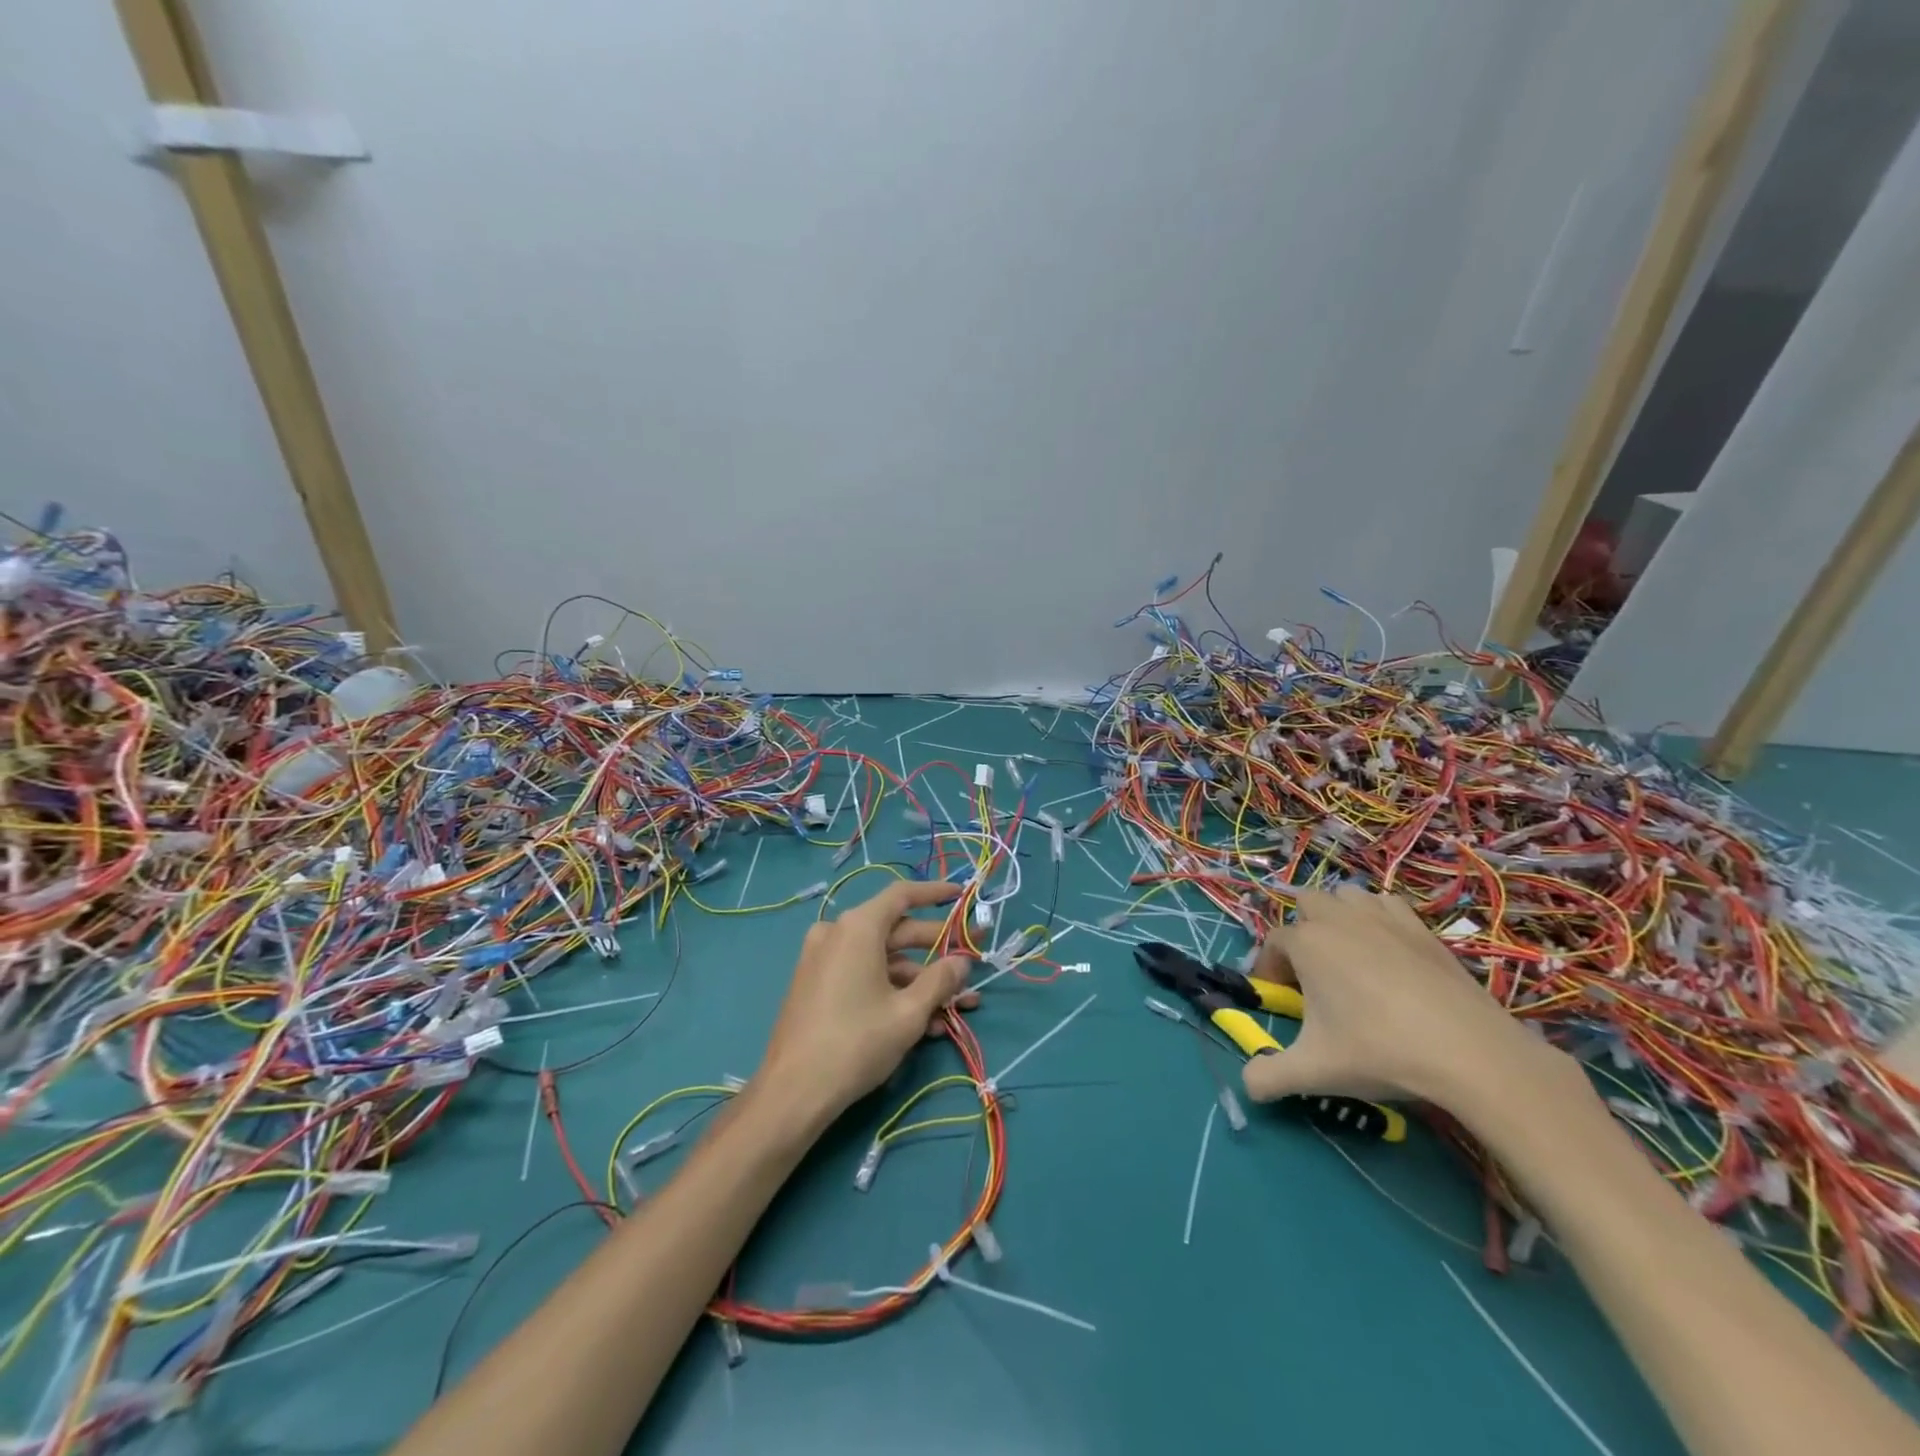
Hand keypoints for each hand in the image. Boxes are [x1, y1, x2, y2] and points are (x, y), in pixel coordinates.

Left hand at [755, 879, 978, 1124]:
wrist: (792, 1092)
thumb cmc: (856, 1043)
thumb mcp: (909, 1013)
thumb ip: (940, 980)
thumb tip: (962, 961)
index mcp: (857, 928)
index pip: (902, 895)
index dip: (935, 893)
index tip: (961, 895)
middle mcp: (837, 933)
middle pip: (896, 931)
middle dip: (937, 950)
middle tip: (971, 961)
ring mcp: (823, 959)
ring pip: (882, 960)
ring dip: (920, 981)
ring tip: (956, 1007)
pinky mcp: (817, 985)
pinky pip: (863, 975)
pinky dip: (893, 991)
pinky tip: (925, 1022)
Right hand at [1241, 885, 1550, 1111]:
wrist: (1469, 1052)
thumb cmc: (1379, 1051)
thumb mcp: (1314, 1072)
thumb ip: (1268, 1077)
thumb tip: (1247, 1087)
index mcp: (1306, 943)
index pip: (1273, 944)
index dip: (1270, 969)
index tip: (1281, 1000)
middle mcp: (1338, 918)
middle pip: (1307, 903)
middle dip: (1301, 931)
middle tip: (1312, 974)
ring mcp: (1382, 918)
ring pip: (1346, 897)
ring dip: (1338, 917)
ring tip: (1347, 957)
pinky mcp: (1420, 928)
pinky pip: (1386, 906)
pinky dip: (1378, 919)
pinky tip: (1387, 952)